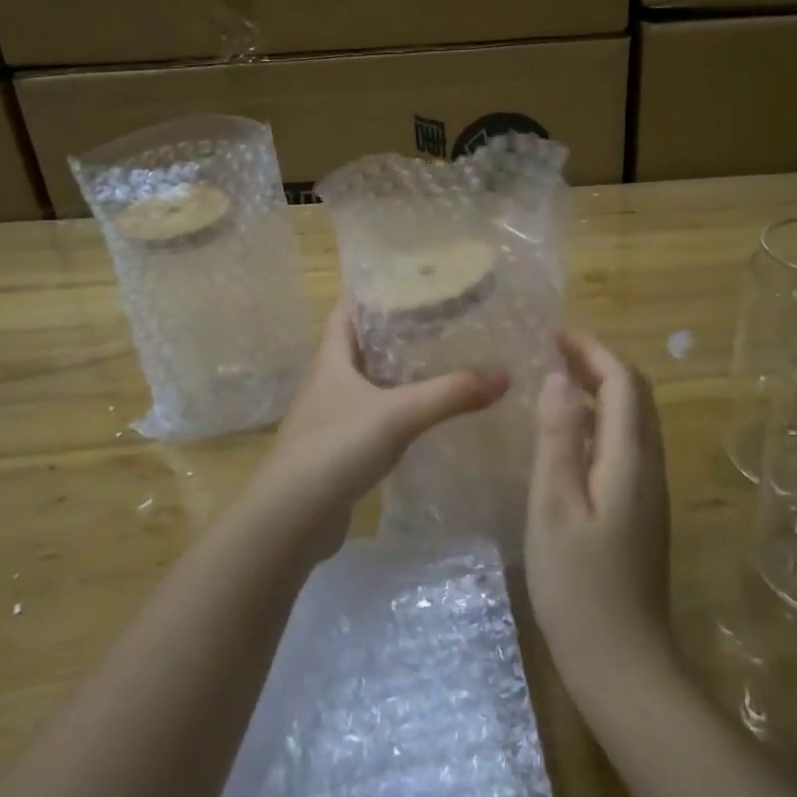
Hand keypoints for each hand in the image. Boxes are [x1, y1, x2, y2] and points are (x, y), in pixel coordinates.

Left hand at [247, 297, 508, 535]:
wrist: (291, 518)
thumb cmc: (336, 448)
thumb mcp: (399, 414)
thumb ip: (451, 393)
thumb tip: (504, 374)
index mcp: (332, 358)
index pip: (348, 309)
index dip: (372, 290)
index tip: (410, 278)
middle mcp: (329, 381)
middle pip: (361, 344)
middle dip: (395, 330)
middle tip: (440, 318)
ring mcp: (331, 417)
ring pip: (369, 382)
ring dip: (397, 371)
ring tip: (440, 360)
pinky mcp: (339, 449)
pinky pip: (373, 417)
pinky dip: (397, 409)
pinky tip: (424, 415)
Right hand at [526, 329, 674, 692]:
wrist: (623, 663)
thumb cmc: (579, 586)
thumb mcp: (554, 507)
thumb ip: (558, 439)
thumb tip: (558, 377)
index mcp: (630, 460)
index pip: (622, 383)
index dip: (593, 350)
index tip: (556, 332)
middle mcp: (649, 467)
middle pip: (635, 396)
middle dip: (599, 363)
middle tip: (555, 348)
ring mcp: (649, 491)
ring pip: (633, 421)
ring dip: (601, 390)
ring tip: (558, 380)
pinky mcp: (641, 512)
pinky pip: (625, 446)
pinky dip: (600, 422)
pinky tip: (568, 436)